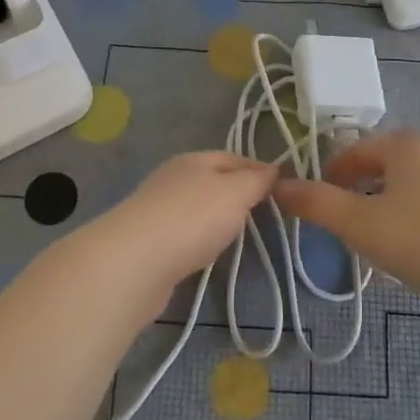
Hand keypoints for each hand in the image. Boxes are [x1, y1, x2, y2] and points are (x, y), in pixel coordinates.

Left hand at [77, 151, 277, 292]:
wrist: (135, 262)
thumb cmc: (192, 218)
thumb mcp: (235, 193)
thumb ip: (256, 181)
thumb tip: (274, 168)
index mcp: (194, 159)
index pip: (234, 157)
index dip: (259, 169)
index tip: (283, 188)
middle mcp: (173, 178)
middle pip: (213, 180)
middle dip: (238, 193)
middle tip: (265, 213)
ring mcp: (158, 208)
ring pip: (197, 206)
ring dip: (216, 216)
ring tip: (239, 234)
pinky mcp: (149, 240)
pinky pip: (184, 232)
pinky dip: (199, 237)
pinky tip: (206, 251)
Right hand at [275, 131, 419, 306]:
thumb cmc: (419, 239)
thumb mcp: (357, 223)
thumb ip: (315, 203)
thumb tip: (278, 186)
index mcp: (403, 143)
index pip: (354, 151)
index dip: (330, 175)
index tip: (319, 202)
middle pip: (381, 162)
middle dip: (357, 187)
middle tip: (344, 219)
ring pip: (406, 180)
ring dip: (384, 199)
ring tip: (374, 233)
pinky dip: (411, 210)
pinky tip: (411, 240)